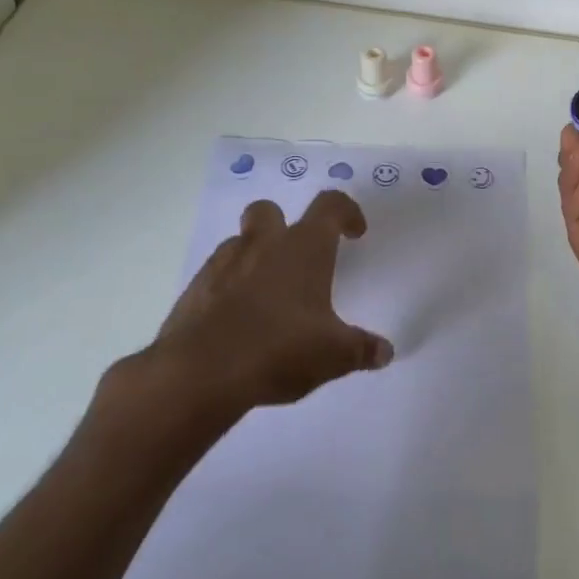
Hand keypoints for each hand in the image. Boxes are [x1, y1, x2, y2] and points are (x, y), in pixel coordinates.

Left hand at [121, 191, 394, 419]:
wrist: (200, 373)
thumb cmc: (279, 349)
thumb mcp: (333, 355)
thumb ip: (361, 349)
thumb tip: (385, 352)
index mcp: (304, 248)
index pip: (330, 206)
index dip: (346, 212)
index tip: (355, 233)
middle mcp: (263, 245)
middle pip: (269, 210)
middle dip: (283, 225)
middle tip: (297, 258)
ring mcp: (222, 264)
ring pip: (240, 242)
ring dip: (254, 257)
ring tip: (268, 295)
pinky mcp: (194, 290)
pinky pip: (216, 275)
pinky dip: (229, 287)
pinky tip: (238, 321)